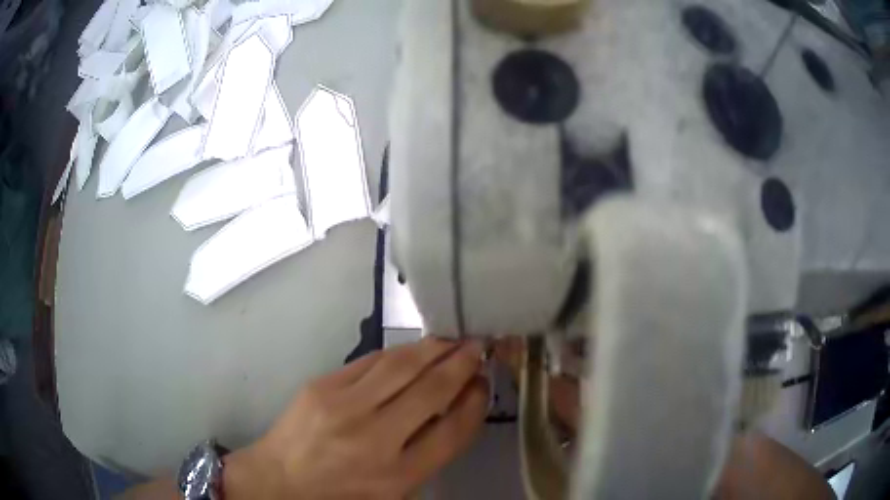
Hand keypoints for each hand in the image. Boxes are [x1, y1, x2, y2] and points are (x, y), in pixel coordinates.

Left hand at [225, 338, 488, 498]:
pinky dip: (399, 352)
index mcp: (397, 476)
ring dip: (433, 348)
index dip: (475, 402)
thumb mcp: (394, 490)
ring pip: (401, 365)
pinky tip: (414, 349)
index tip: (484, 383)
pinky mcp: (322, 386)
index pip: (452, 431)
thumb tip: (455, 406)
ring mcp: (344, 407)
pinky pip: (371, 360)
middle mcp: (374, 439)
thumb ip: (427, 453)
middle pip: (431, 390)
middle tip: (478, 346)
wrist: (279, 479)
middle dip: (461, 363)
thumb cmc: (342, 494)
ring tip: (452, 340)